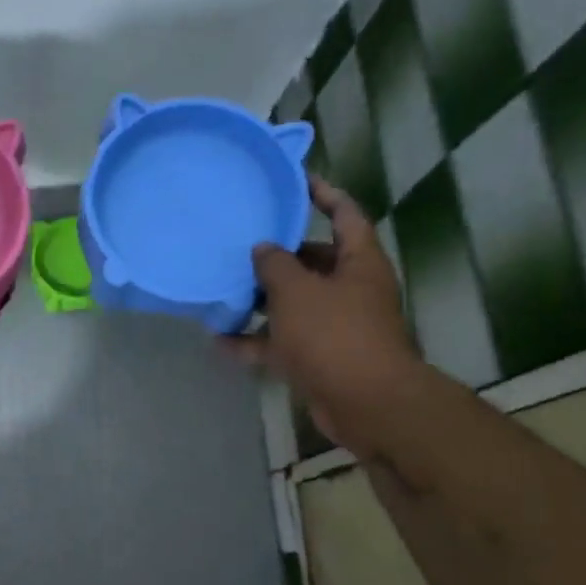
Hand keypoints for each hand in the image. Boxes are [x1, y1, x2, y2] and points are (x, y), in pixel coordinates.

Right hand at [225, 175, 422, 454]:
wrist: (366, 403)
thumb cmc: (334, 334)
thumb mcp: (297, 291)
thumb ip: (274, 264)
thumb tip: (263, 248)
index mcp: (358, 262)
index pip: (345, 215)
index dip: (324, 194)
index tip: (296, 181)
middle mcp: (351, 289)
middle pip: (314, 261)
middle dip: (279, 255)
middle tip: (242, 243)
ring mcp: (336, 325)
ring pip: (295, 303)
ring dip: (262, 300)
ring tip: (224, 289)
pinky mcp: (321, 357)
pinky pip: (283, 341)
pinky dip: (256, 341)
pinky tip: (220, 341)